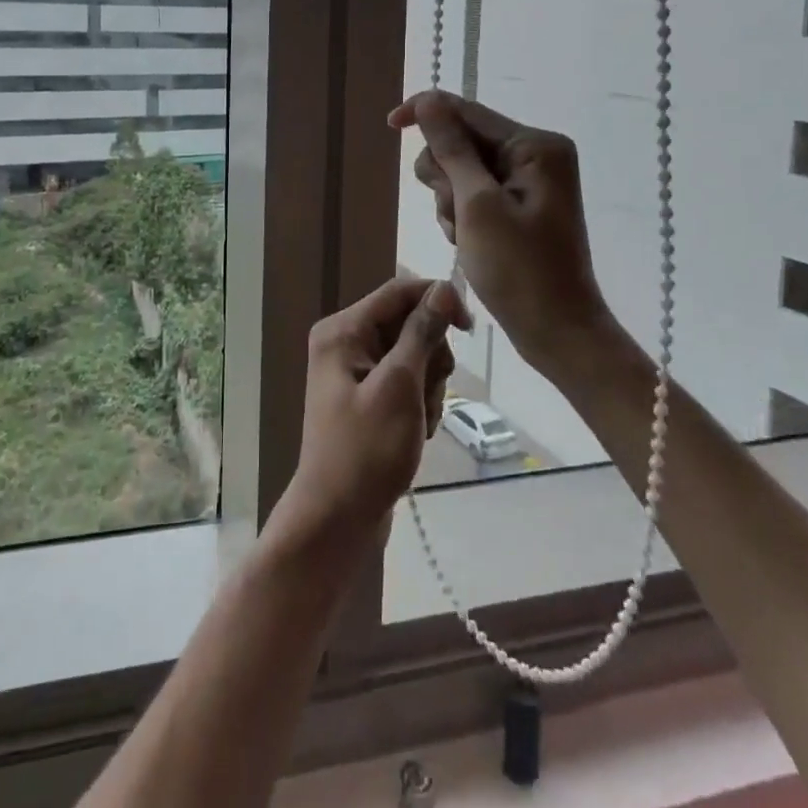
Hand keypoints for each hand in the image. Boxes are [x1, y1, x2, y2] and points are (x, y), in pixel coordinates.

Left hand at [273, 277, 463, 552]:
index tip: (469, 327)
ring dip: (428, 385)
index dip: (437, 300)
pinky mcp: (367, 397)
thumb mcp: (400, 386)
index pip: (399, 291)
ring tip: (420, 421)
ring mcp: (355, 371)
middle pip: (408, 323)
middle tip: (426, 395)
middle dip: (430, 357)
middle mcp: (345, 342)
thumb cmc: (367, 450)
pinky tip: (416, 432)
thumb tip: (444, 287)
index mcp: (343, 330)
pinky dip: (419, 403)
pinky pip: (405, 382)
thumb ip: (421, 333)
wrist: (337, 519)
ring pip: (413, 355)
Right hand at [389, 90, 613, 376]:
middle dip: (445, 176)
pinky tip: (469, 243)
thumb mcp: (477, 205)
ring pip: (460, 170)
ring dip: (450, 201)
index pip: (467, 111)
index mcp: (535, 146)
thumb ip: (451, 150)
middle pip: (461, 141)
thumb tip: (428, 102)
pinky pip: (472, 193)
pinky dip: (461, 215)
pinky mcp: (519, 205)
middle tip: (455, 214)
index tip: (389, 124)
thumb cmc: (519, 270)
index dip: (426, 113)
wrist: (557, 333)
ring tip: (464, 236)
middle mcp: (535, 154)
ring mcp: (528, 181)